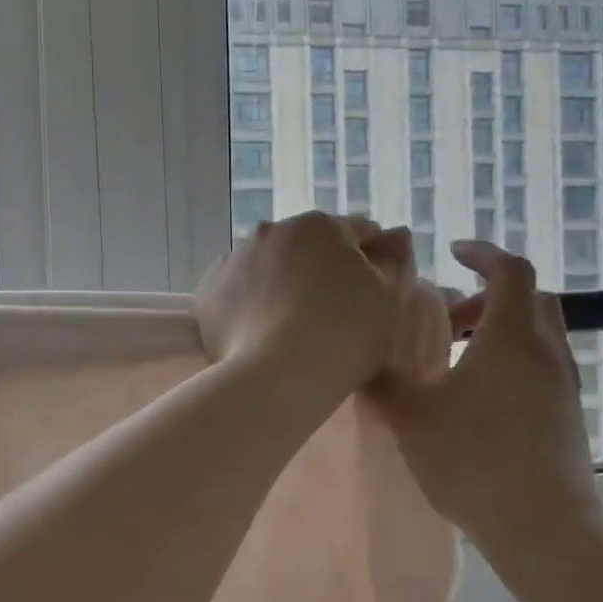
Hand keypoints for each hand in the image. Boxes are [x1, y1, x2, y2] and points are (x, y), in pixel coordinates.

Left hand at [195, 212, 419, 394]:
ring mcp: (234, 259)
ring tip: (291, 327)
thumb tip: (395, 236)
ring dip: (282, 284)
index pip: (357, 233)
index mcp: (319, 225)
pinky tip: (261, 333)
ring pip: (268, 268)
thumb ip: (394, 260)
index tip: (375, 292)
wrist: (278, 376)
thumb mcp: (391, 298)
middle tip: (332, 314)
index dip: (373, 261)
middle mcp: (271, 230)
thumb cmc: (346, 335)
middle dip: (320, 269)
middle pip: (307, 248)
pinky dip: (250, 305)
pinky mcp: (208, 291)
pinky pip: (238, 293)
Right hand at [369, 241, 600, 536]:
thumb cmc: (473, 460)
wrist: (543, 528)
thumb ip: (382, 380)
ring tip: (459, 358)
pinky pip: (542, 363)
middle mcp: (546, 350)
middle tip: (450, 318)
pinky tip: (480, 396)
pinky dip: (513, 358)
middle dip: (489, 294)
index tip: (454, 253)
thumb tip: (361, 356)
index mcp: (511, 337)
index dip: (483, 253)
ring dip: (501, 328)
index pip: (511, 270)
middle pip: (530, 297)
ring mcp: (564, 383)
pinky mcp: (568, 413)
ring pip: (538, 332)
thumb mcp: (411, 417)